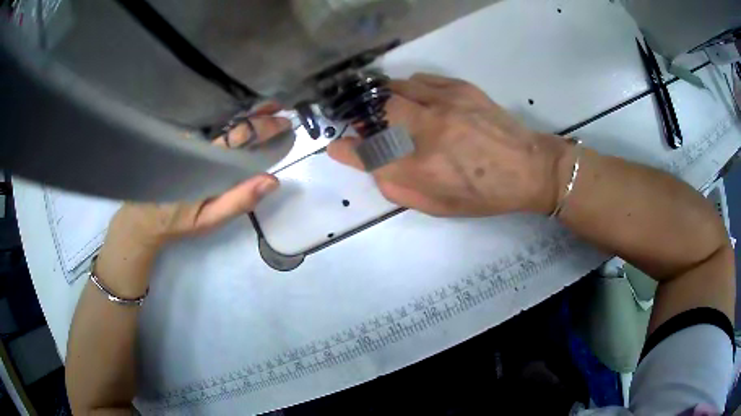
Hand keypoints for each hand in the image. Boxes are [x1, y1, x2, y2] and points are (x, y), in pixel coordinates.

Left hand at [106, 105, 290, 251]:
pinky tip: (244, 115)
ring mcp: (189, 140)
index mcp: (206, 159)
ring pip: (221, 120)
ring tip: (268, 105)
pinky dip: (230, 118)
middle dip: (260, 113)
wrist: (144, 217)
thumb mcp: (208, 219)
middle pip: (233, 121)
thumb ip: (238, 201)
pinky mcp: (184, 142)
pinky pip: (210, 126)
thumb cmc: (177, 220)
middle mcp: (198, 142)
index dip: (264, 127)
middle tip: (282, 106)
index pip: (240, 136)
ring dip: (247, 111)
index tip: (285, 123)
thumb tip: (272, 180)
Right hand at [328, 73, 569, 216]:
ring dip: (384, 100)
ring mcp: (445, 103)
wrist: (529, 168)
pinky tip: (416, 99)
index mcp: (423, 169)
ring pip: (395, 88)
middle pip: (375, 110)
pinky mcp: (460, 88)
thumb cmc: (485, 194)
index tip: (338, 146)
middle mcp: (429, 131)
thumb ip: (400, 189)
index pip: (368, 154)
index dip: (346, 150)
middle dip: (362, 116)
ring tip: (389, 110)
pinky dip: (409, 89)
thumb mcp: (440, 207)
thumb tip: (375, 166)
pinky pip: (419, 80)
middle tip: (365, 123)